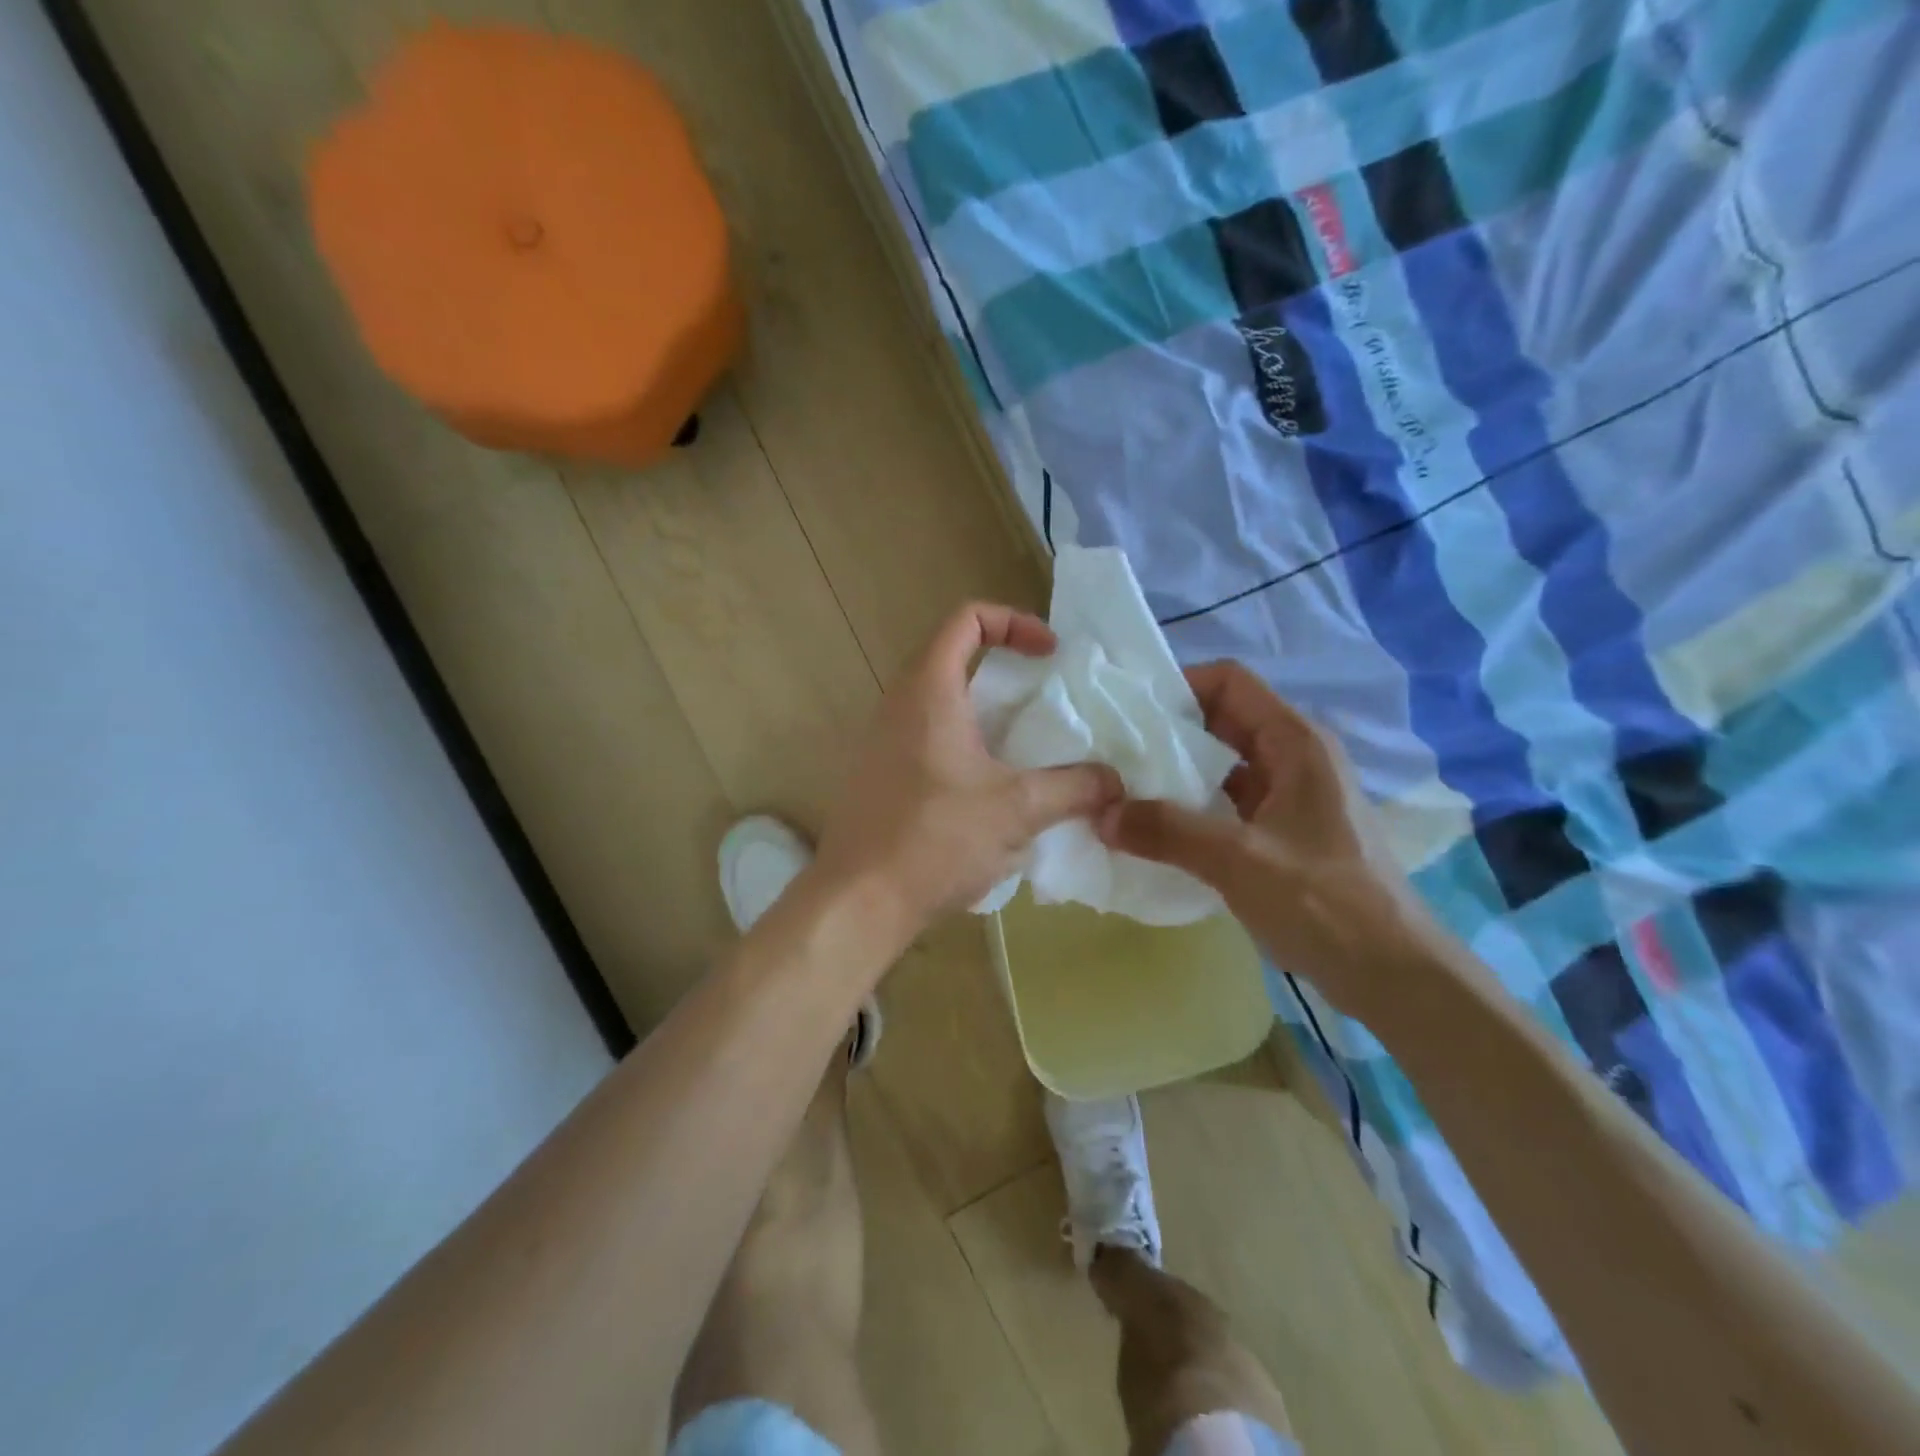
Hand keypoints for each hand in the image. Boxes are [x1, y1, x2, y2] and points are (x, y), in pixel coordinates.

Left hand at [812, 603, 1121, 952]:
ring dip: (985, 716)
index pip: (966, 620)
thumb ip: (1074, 787)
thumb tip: (1114, 782)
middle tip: (1044, 704)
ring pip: (939, 705)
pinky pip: (926, 741)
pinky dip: (963, 747)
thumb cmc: (937, 839)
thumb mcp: (1018, 809)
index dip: (1014, 622)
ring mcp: (881, 742)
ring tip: (1025, 752)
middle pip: (952, 659)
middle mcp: (897, 705)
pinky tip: (989, 794)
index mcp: (929, 691)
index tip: (1049, 655)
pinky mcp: (877, 777)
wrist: (859, 901)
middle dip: (1005, 673)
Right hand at [1098, 661, 1429, 1019]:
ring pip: (1223, 764)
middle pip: (1223, 720)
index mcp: (1295, 742)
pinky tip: (1157, 830)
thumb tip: (1100, 813)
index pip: (1230, 682)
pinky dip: (1193, 808)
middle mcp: (1294, 757)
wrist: (1392, 975)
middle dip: (1168, 732)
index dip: (1179, 685)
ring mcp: (1291, 796)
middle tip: (1113, 752)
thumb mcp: (1238, 860)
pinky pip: (1229, 802)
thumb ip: (1166, 830)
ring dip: (1177, 774)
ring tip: (1124, 789)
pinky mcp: (1284, 832)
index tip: (1127, 712)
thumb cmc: (1324, 902)